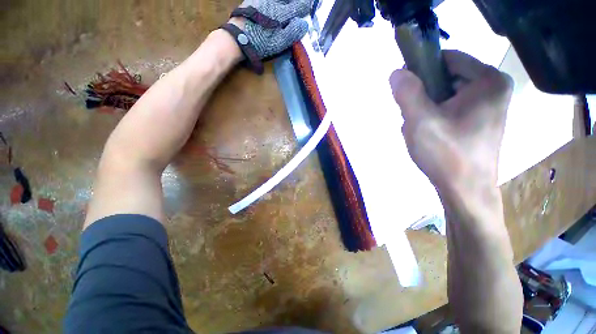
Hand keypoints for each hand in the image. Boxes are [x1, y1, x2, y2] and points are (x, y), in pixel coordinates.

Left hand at [230, 0, 313, 57]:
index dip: (305, 6)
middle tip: (300, 4)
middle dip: (295, 2)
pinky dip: (275, 1)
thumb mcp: (279, 43)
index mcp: (281, 13)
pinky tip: (274, 4)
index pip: (298, 6)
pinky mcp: (254, 0)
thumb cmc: (260, 42)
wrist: (237, 37)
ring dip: (285, 1)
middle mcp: (273, 2)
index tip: (309, 7)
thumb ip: (293, 32)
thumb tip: (305, 24)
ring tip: (288, 4)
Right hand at [390, 50, 513, 193]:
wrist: (465, 191)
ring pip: (445, 95)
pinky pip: (449, 108)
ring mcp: (488, 106)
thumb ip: (407, 93)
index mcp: (488, 81)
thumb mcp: (421, 121)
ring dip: (426, 109)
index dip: (421, 71)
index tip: (406, 93)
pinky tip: (430, 135)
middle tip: (415, 119)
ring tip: (422, 131)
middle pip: (446, 77)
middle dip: (423, 96)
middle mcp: (493, 88)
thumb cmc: (446, 154)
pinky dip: (434, 118)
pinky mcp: (479, 120)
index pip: (447, 58)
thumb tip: (396, 72)